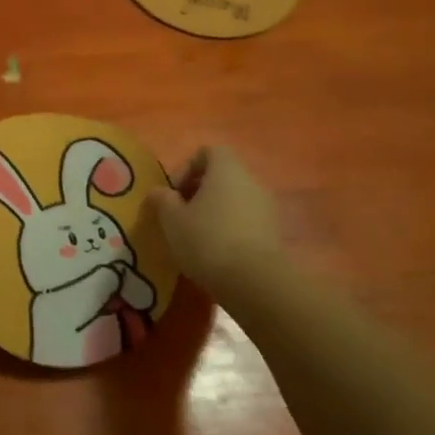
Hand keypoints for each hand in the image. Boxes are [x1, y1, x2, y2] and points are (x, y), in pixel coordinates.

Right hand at [145, 146, 287, 311]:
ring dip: (215, 213)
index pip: (207, 152)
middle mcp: (251, 181)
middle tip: (180, 216)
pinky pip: (246, 221)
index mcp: (226, 169)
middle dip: (199, 193)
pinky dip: (231, 230)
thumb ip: (162, 200)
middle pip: (222, 176)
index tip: (173, 194)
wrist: (254, 282)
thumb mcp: (171, 220)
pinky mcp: (275, 233)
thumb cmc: (207, 239)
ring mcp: (267, 207)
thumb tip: (159, 192)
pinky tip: (216, 254)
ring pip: (234, 200)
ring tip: (196, 238)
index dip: (186, 168)